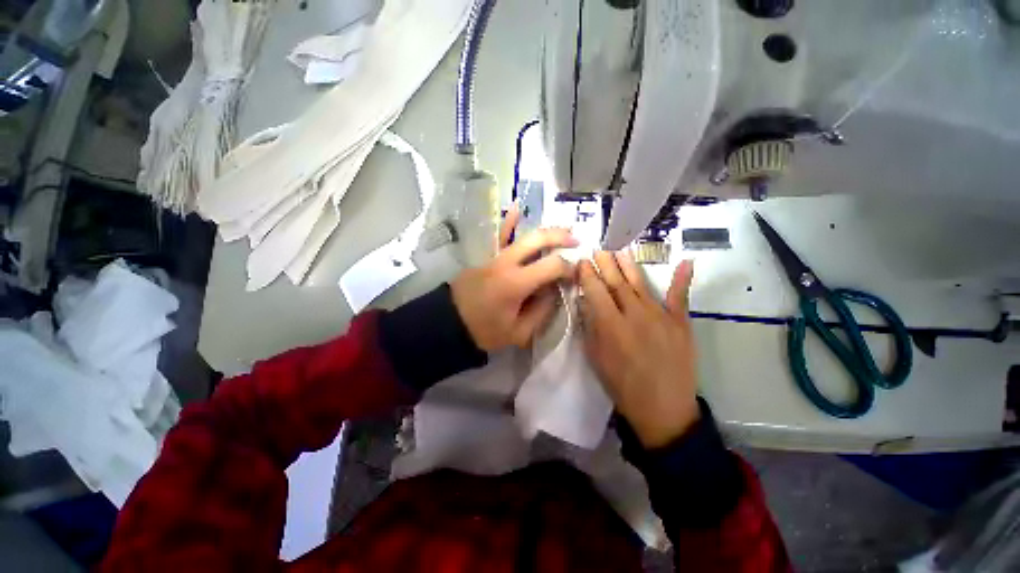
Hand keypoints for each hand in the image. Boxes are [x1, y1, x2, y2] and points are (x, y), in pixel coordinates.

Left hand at [451, 204, 577, 351]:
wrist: (450, 323)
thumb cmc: (485, 331)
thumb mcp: (519, 332)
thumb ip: (541, 311)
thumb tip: (554, 290)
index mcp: (516, 283)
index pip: (552, 265)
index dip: (568, 267)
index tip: (574, 274)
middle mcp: (506, 263)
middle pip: (538, 239)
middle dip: (561, 237)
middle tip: (576, 242)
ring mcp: (494, 256)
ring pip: (522, 234)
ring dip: (545, 231)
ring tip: (563, 229)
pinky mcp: (486, 257)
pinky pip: (500, 236)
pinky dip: (509, 222)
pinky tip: (516, 207)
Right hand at [578, 251, 699, 448]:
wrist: (663, 409)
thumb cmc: (622, 385)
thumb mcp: (595, 358)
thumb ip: (589, 327)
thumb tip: (586, 302)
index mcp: (610, 325)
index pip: (595, 290)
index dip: (587, 274)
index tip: (581, 262)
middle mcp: (634, 314)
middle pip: (616, 282)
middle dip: (605, 263)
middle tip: (598, 249)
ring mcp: (660, 316)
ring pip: (640, 283)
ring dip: (629, 265)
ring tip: (620, 250)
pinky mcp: (680, 323)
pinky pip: (680, 297)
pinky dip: (683, 279)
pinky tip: (686, 262)